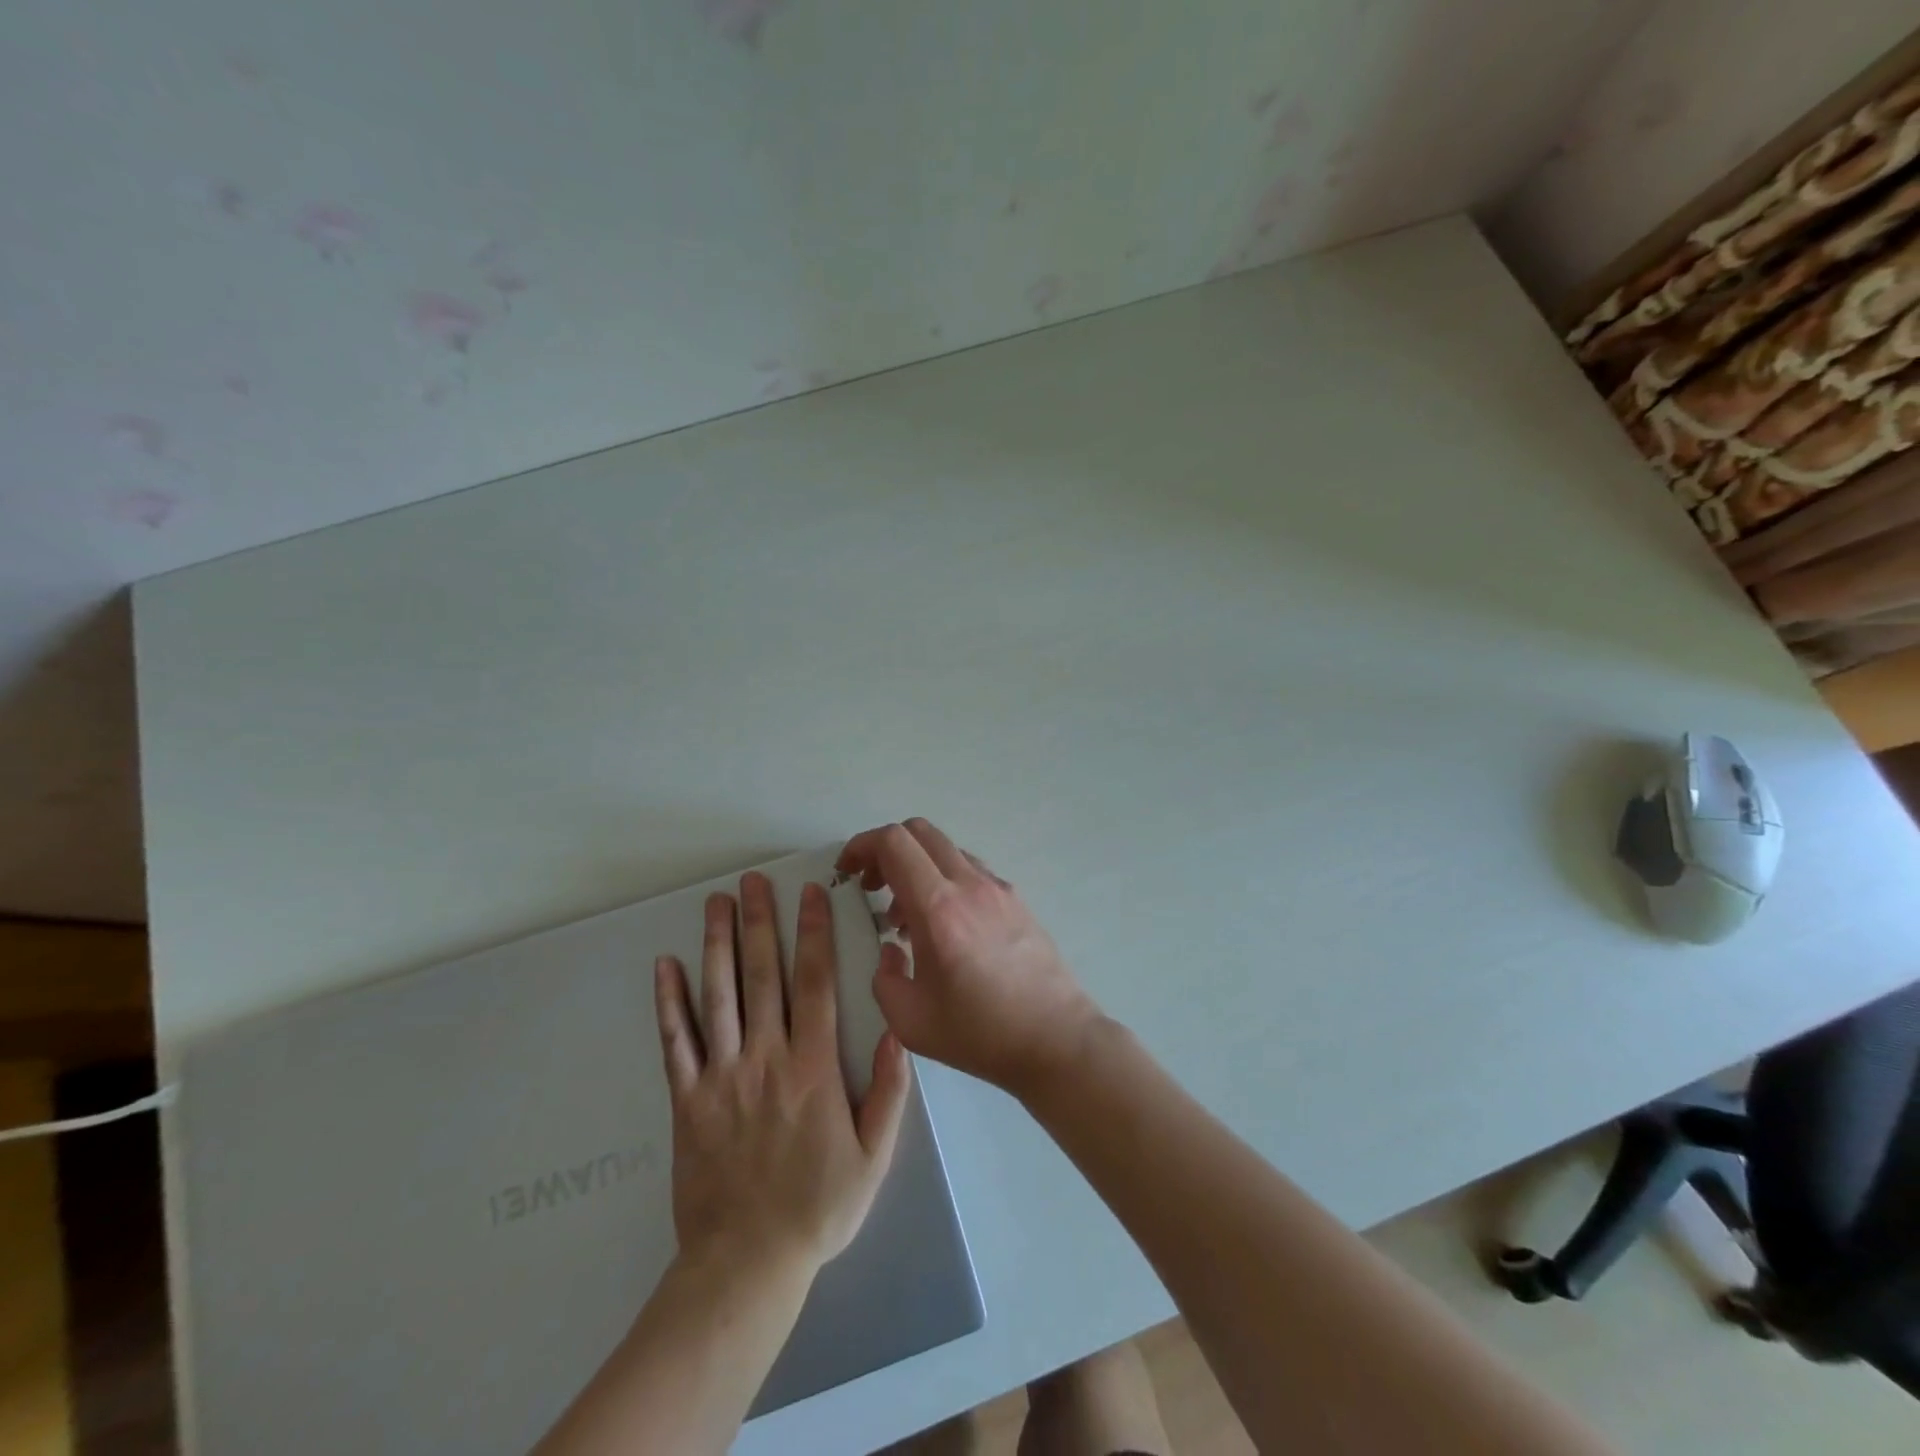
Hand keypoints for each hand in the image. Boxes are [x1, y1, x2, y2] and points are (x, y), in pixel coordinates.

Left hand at [653, 872, 909, 1278]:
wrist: (746, 1264)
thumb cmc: (819, 1207)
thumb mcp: (874, 1155)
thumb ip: (890, 1091)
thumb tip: (900, 1031)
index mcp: (814, 1067)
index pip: (815, 983)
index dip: (813, 934)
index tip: (810, 894)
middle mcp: (766, 1058)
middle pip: (763, 976)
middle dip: (761, 922)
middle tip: (754, 880)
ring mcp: (721, 1076)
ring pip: (719, 996)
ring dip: (717, 945)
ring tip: (715, 903)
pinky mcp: (687, 1100)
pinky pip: (675, 1042)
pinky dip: (668, 1002)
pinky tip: (664, 967)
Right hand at [836, 819, 1101, 1099]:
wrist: (1056, 1039)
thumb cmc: (980, 1033)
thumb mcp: (910, 1021)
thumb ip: (884, 978)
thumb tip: (890, 950)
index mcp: (938, 908)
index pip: (894, 843)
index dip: (861, 846)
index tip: (846, 872)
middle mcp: (969, 884)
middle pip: (919, 831)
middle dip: (885, 849)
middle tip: (871, 885)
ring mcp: (998, 888)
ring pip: (946, 849)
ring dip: (916, 866)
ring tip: (905, 916)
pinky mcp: (1016, 899)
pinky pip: (969, 870)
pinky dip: (944, 879)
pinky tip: (944, 925)